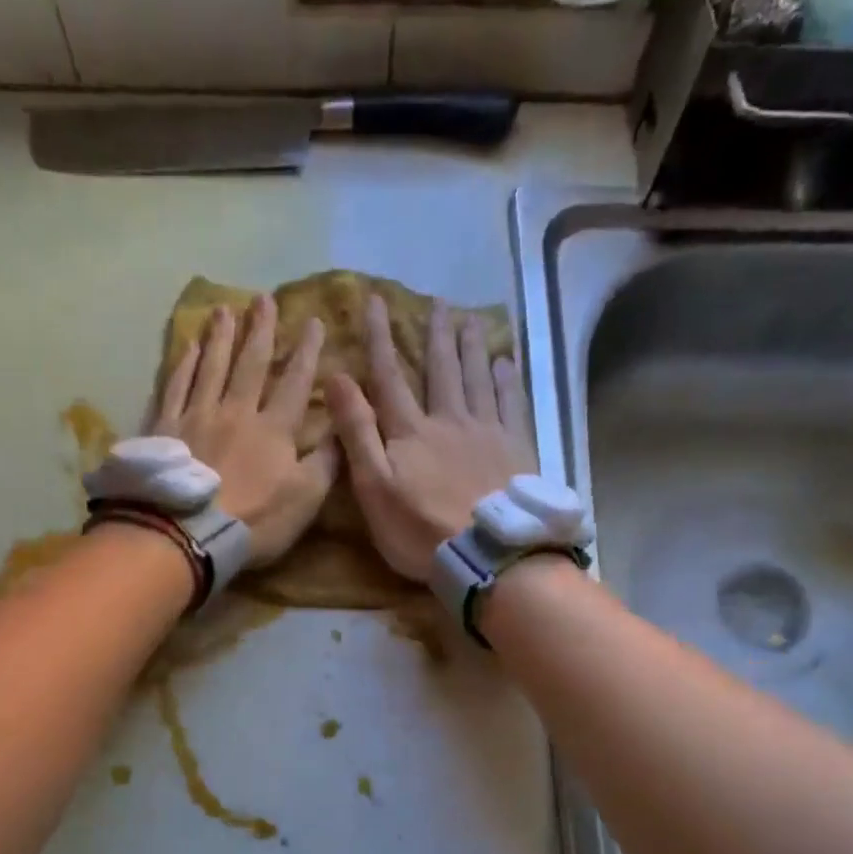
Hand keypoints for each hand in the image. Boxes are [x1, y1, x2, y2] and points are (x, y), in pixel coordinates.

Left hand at [153, 295, 337, 567]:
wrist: (189, 530)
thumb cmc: (255, 520)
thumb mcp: (306, 499)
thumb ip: (326, 462)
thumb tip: (342, 429)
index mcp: (274, 429)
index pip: (295, 383)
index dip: (307, 353)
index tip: (314, 322)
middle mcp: (237, 411)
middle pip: (251, 363)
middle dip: (261, 330)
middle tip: (264, 298)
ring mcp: (198, 416)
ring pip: (212, 366)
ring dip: (222, 336)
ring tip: (226, 308)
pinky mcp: (167, 427)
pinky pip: (177, 386)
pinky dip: (185, 364)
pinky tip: (190, 346)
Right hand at [323, 296, 535, 582]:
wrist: (486, 552)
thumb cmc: (420, 529)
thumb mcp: (373, 487)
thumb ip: (357, 432)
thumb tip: (336, 377)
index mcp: (411, 431)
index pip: (390, 376)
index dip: (380, 338)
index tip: (375, 301)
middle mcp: (449, 419)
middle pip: (441, 369)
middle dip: (436, 334)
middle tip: (439, 301)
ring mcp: (487, 432)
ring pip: (478, 378)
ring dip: (472, 347)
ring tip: (471, 320)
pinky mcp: (516, 449)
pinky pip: (512, 404)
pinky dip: (507, 380)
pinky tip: (506, 363)